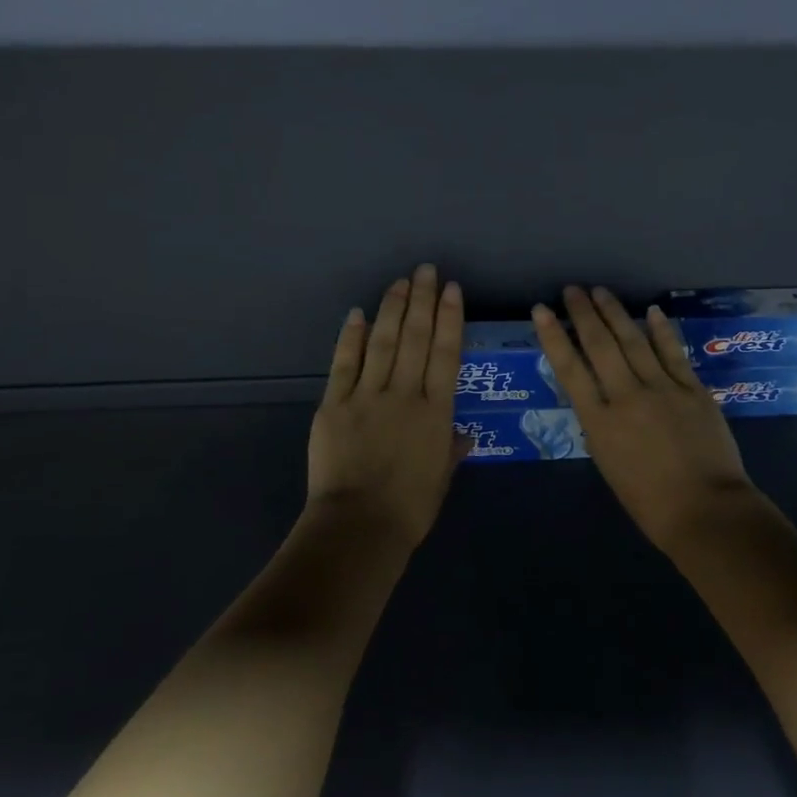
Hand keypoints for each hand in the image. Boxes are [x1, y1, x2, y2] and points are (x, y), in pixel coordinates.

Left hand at [306, 264, 464, 546]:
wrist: (358, 527)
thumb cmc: (409, 509)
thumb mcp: (441, 479)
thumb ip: (451, 450)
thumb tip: (461, 434)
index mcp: (436, 413)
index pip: (446, 354)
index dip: (450, 318)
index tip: (452, 289)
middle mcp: (404, 394)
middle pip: (415, 337)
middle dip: (422, 300)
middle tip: (426, 270)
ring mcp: (367, 396)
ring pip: (383, 341)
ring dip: (392, 308)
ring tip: (400, 282)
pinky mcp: (334, 404)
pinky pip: (344, 363)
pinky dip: (352, 337)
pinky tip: (359, 314)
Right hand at [533, 286, 755, 548]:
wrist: (705, 511)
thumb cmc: (649, 502)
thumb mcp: (608, 464)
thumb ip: (602, 426)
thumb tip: (601, 398)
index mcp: (599, 422)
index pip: (569, 370)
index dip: (554, 337)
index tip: (542, 311)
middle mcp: (626, 397)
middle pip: (600, 346)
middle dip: (584, 314)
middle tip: (572, 289)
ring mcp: (662, 389)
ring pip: (634, 341)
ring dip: (616, 313)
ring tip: (601, 292)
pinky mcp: (692, 389)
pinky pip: (673, 353)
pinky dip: (661, 331)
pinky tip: (652, 311)